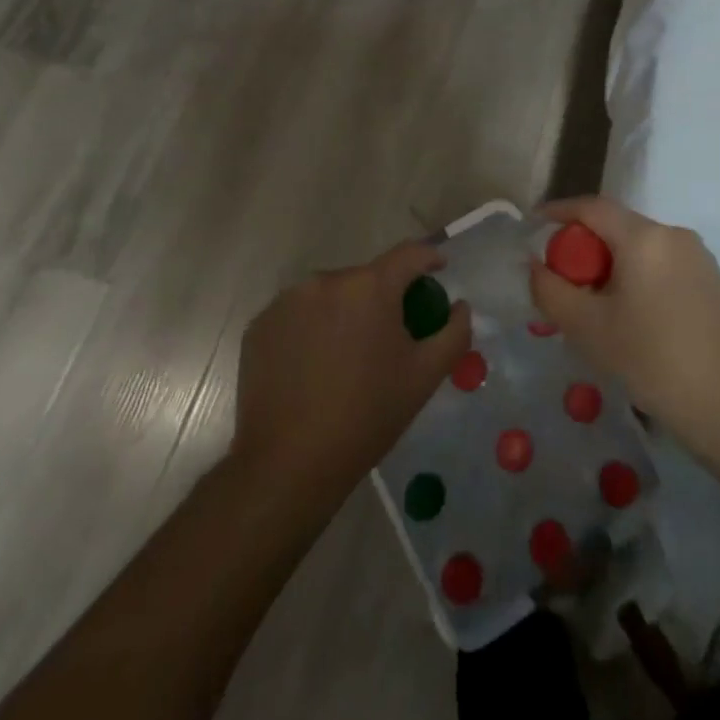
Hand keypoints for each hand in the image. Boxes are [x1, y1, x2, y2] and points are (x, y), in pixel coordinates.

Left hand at [232, 242, 471, 496]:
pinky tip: (315, 365)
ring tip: (349, 353)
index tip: (438, 271)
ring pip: (331, 294)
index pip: (409, 254)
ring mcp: (287, 301)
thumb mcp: (426, 375)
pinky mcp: (260, 325)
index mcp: (370, 286)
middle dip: (384, 296)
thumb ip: (454, 331)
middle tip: (392, 331)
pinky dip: (313, 327)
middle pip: (368, 277)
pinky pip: (299, 313)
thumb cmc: (367, 416)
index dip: (429, 258)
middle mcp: (326, 280)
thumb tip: (459, 306)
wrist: (288, 465)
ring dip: (347, 311)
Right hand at [528, 197, 719, 442]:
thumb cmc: (647, 359)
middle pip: (619, 226)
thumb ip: (550, 289)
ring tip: (599, 301)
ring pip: (643, 245)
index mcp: (644, 238)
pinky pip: (665, 262)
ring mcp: (699, 255)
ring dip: (615, 261)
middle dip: (587, 244)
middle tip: (565, 277)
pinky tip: (637, 313)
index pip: (593, 207)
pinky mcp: (713, 278)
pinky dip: (642, 274)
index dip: (560, 210)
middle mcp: (674, 234)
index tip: (535, 222)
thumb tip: (535, 265)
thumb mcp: (586, 327)